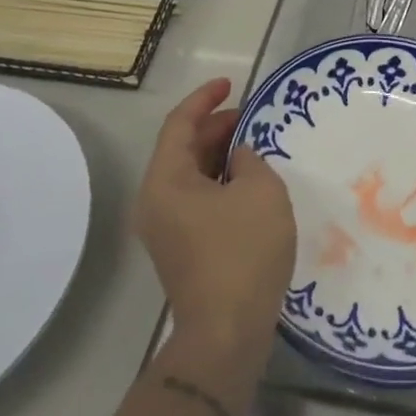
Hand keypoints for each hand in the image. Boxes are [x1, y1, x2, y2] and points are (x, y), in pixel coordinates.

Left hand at [134, 78, 294, 359]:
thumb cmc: (243, 251)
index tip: (230, 84)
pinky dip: (219, 182)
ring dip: (218, 155)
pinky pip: (197, 199)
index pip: (179, 124)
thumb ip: (249, 160)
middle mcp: (156, 201)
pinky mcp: (182, 249)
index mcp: (165, 181)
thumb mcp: (259, 190)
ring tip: (253, 144)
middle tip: (250, 115)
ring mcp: (166, 228)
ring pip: (190, 176)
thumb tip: (238, 159)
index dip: (205, 99)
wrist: (226, 332)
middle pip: (181, 149)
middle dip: (214, 127)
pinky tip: (249, 183)